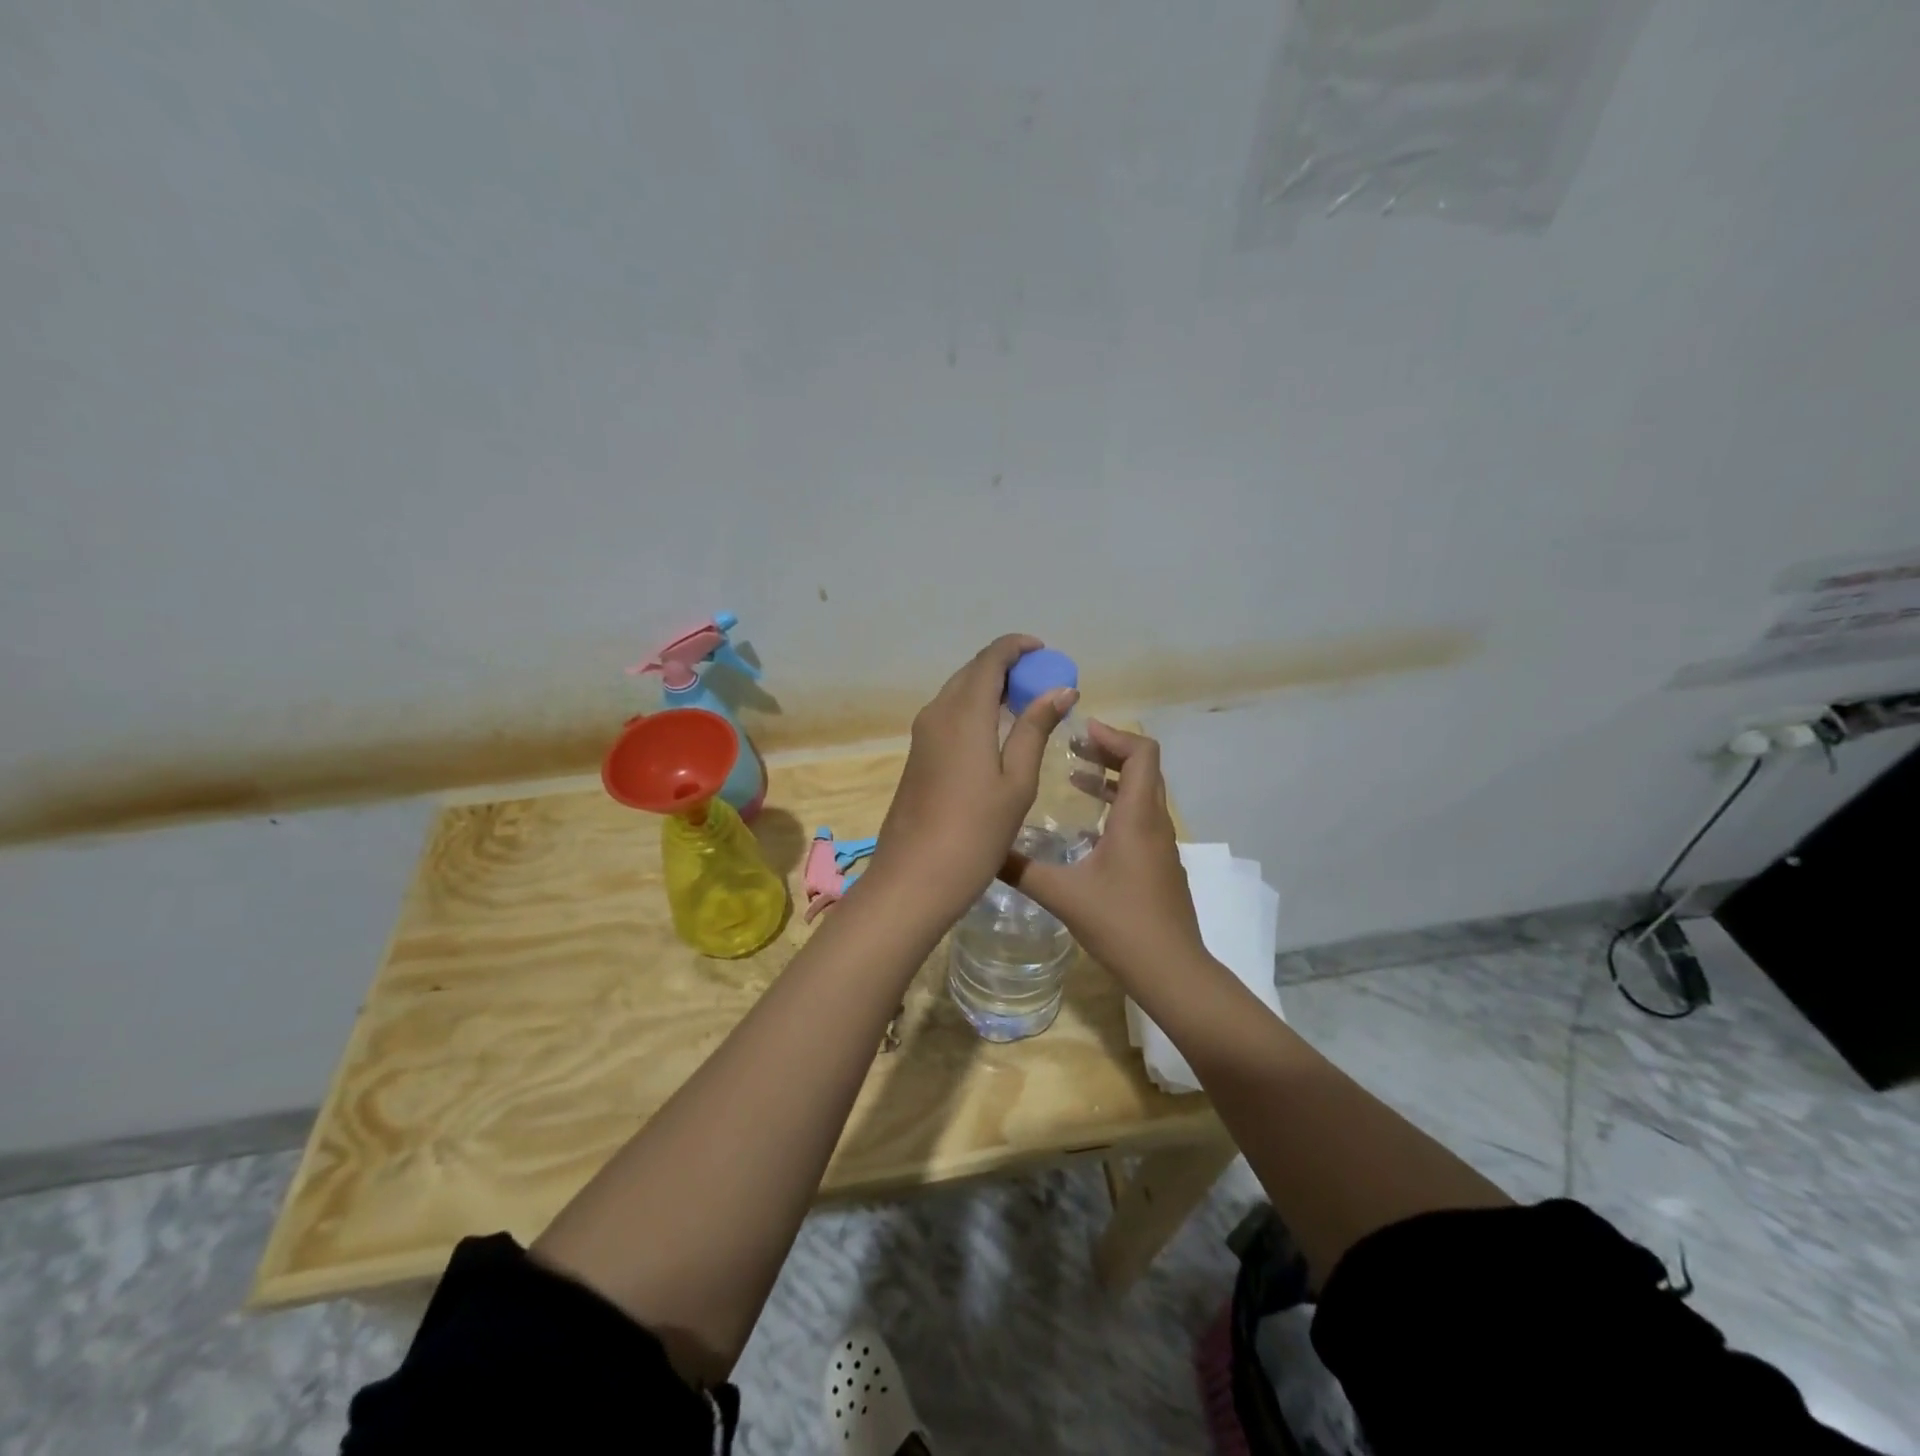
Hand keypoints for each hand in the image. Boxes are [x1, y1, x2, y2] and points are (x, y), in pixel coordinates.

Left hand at [866, 634, 1077, 924]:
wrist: (914, 878)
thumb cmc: (975, 832)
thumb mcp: (1016, 781)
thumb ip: (1035, 729)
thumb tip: (1061, 689)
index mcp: (963, 713)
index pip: (989, 659)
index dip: (1016, 647)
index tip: (1044, 651)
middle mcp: (937, 713)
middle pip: (971, 673)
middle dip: (1006, 668)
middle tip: (1041, 682)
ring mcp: (922, 735)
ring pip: (958, 693)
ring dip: (989, 689)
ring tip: (1025, 705)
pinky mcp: (917, 756)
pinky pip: (949, 715)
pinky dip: (975, 710)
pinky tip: (996, 733)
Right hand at [1003, 722, 1206, 990]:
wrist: (1172, 971)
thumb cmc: (1121, 925)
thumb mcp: (1063, 895)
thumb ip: (1021, 870)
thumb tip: (983, 850)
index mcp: (1137, 817)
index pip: (1142, 753)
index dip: (1114, 735)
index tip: (1080, 732)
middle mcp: (1155, 823)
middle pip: (1143, 768)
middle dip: (1109, 751)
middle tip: (1072, 748)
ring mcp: (1162, 846)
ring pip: (1143, 795)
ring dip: (1112, 780)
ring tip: (1075, 777)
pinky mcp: (1161, 866)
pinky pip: (1142, 819)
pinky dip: (1117, 807)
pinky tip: (1087, 829)